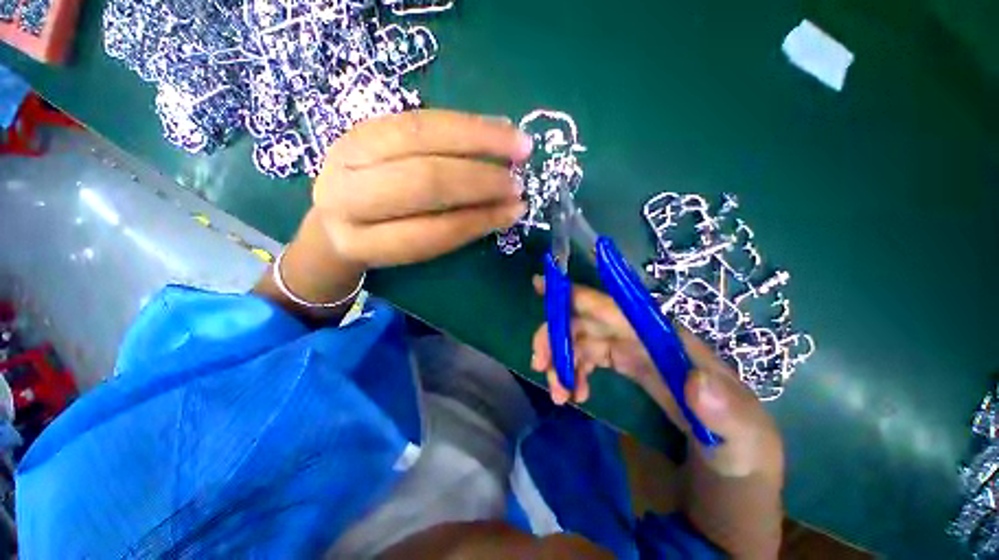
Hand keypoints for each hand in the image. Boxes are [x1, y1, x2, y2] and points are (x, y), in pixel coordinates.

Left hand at [313, 110, 532, 267]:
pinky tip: (495, 126)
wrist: (337, 217)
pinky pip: (422, 117)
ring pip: (422, 136)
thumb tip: (508, 208)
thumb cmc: (382, 239)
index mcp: (361, 241)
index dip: (477, 220)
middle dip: (479, 179)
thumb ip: (455, 228)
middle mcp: (347, 194)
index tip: (515, 211)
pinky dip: (464, 123)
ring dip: (479, 138)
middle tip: (518, 180)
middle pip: (424, 180)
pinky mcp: (364, 124)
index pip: (429, 231)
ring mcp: (350, 150)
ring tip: (518, 144)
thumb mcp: (414, 248)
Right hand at [530, 278, 782, 477]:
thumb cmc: (740, 449)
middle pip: (590, 322)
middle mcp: (645, 337)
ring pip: (583, 339)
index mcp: (668, 340)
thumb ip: (727, 411)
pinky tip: (573, 393)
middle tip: (540, 363)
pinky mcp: (626, 366)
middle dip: (558, 336)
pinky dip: (573, 371)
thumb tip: (694, 380)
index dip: (579, 295)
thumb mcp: (744, 439)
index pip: (616, 308)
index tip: (543, 287)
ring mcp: (633, 351)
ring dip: (562, 359)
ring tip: (557, 392)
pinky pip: (588, 357)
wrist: (733, 469)